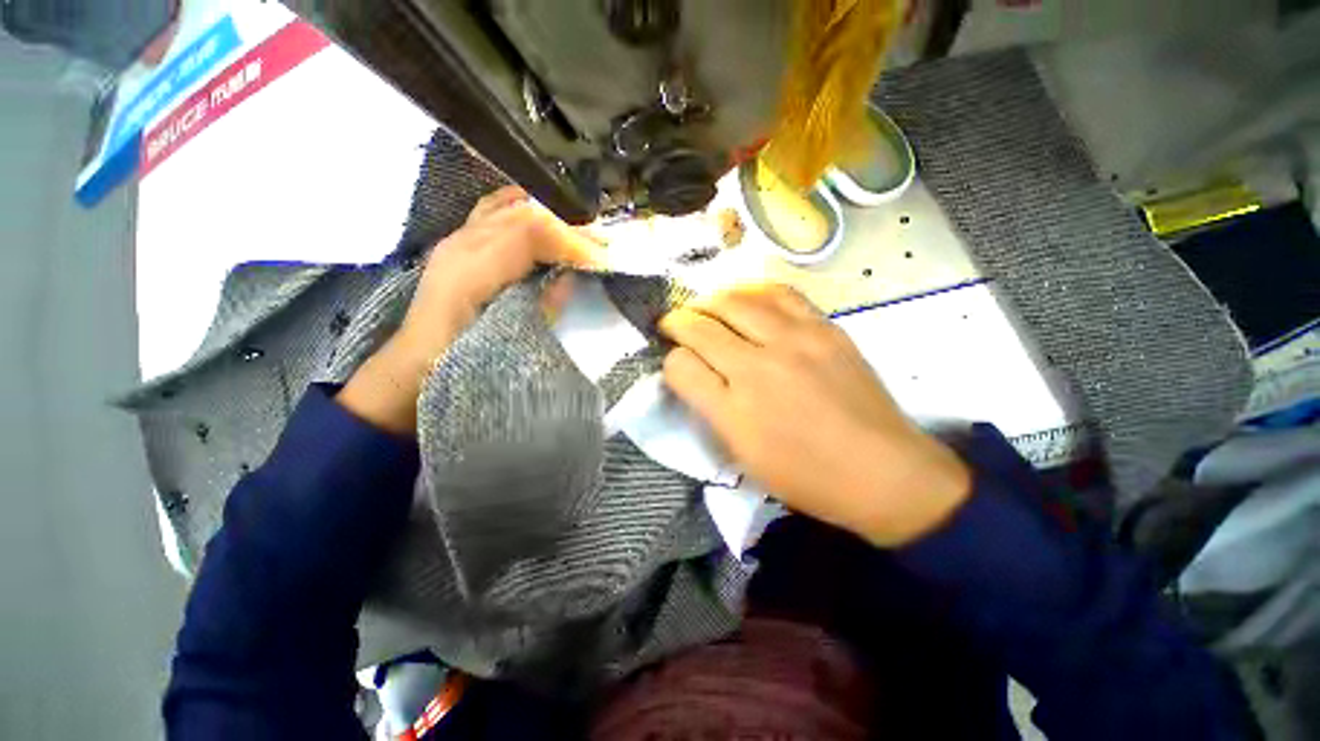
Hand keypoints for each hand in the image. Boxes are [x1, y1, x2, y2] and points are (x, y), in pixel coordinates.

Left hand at [338, 186, 601, 434]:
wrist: (415, 363)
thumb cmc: (459, 362)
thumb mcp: (505, 343)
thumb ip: (539, 307)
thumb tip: (569, 278)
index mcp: (470, 271)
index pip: (530, 233)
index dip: (571, 241)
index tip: (603, 260)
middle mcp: (461, 244)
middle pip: (524, 214)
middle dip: (570, 228)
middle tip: (602, 247)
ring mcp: (457, 238)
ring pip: (511, 206)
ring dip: (553, 218)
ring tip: (583, 236)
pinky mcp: (459, 241)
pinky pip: (497, 210)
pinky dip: (527, 209)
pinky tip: (548, 217)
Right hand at [658, 285, 971, 546]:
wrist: (882, 472)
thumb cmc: (805, 475)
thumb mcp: (744, 455)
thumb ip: (711, 408)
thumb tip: (692, 371)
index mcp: (734, 410)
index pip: (680, 366)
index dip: (670, 361)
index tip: (675, 362)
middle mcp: (758, 368)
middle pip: (702, 326)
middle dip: (678, 321)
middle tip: (674, 323)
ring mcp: (795, 341)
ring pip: (735, 301)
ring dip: (710, 301)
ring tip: (705, 307)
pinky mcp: (825, 328)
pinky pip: (779, 294)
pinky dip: (752, 291)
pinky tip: (745, 298)